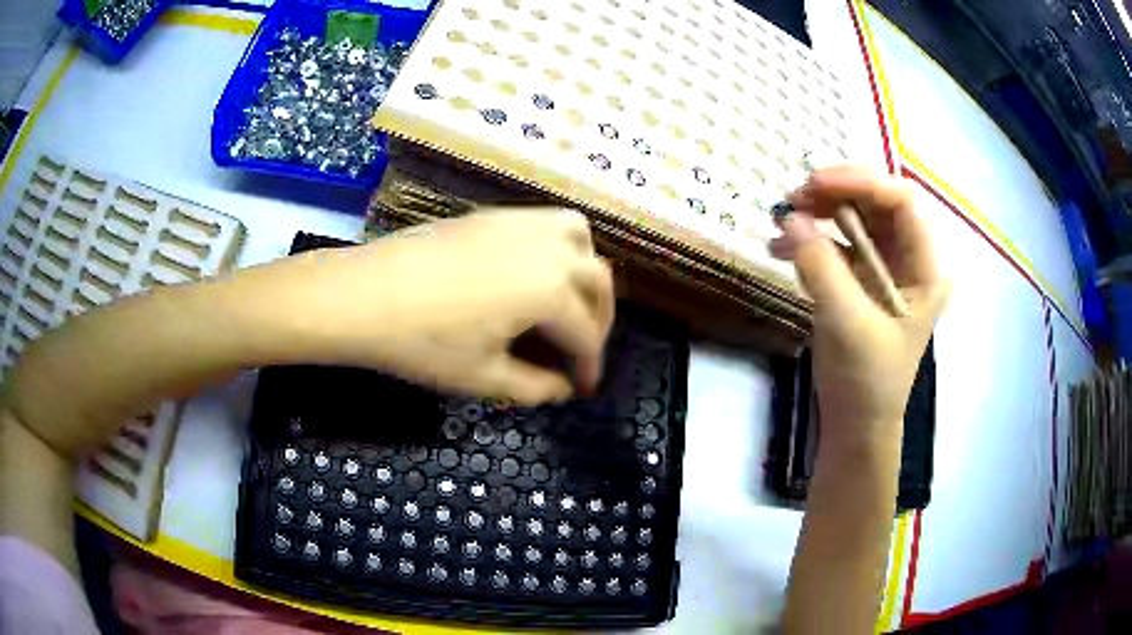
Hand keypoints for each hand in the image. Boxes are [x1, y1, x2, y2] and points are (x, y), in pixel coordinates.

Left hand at [250, 209, 614, 404]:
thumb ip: (535, 387)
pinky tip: (532, 273)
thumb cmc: (423, 343)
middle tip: (583, 349)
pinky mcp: (492, 215)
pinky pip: (545, 222)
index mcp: (550, 291)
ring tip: (568, 301)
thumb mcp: (483, 378)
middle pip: (597, 280)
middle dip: (600, 318)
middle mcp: (547, 248)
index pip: (587, 335)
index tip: (584, 387)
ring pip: (578, 238)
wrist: (363, 296)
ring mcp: (518, 223)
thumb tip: (562, 388)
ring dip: (585, 272)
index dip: (589, 366)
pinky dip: (557, 247)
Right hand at [771, 167, 948, 449]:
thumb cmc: (866, 381)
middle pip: (877, 203)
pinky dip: (809, 239)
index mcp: (925, 268)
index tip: (815, 185)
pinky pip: (838, 243)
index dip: (861, 182)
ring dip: (819, 212)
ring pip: (856, 218)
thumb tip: (789, 218)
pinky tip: (779, 247)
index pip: (901, 201)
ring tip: (783, 219)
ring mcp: (885, 268)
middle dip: (836, 193)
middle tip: (794, 198)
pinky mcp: (861, 280)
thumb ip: (820, 267)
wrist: (856, 424)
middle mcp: (909, 259)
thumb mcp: (848, 323)